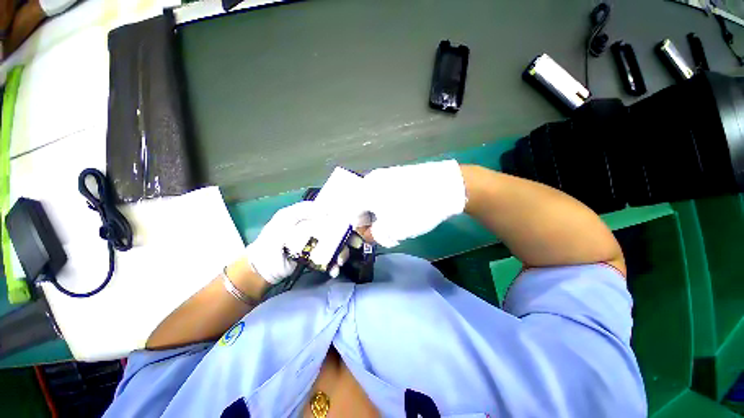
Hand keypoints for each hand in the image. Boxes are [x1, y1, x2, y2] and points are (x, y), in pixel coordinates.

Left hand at [245, 201, 350, 283]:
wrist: (261, 269)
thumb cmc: (271, 240)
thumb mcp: (284, 220)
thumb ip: (303, 211)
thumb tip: (328, 210)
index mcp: (309, 218)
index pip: (331, 215)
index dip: (343, 219)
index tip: (352, 225)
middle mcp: (315, 230)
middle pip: (337, 231)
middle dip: (347, 238)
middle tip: (355, 245)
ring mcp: (316, 246)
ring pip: (336, 246)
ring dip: (342, 253)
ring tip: (339, 262)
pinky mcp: (315, 259)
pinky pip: (329, 260)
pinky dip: (334, 265)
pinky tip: (334, 270)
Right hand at [361, 160, 466, 246]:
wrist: (446, 186)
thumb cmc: (413, 209)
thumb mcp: (391, 230)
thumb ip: (374, 235)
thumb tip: (370, 233)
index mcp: (363, 192)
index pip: (353, 215)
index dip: (362, 229)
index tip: (375, 236)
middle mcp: (371, 180)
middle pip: (363, 205)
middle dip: (372, 220)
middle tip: (387, 230)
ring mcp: (386, 174)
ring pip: (375, 198)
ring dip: (382, 212)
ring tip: (397, 219)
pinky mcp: (399, 173)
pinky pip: (387, 191)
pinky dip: (390, 202)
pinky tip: (404, 207)